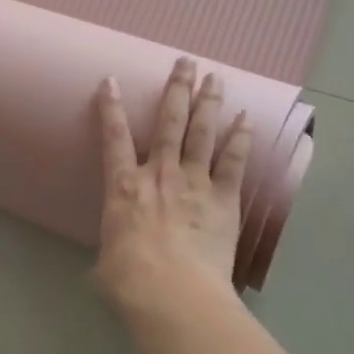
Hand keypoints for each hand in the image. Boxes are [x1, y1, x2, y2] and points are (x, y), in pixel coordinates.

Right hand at [93, 58, 253, 312]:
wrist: (173, 292)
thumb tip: (115, 259)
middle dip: (176, 89)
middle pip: (169, 122)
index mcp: (124, 187)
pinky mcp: (224, 199)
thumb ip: (115, 248)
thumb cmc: (130, 280)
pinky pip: (233, 162)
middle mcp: (159, 174)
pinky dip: (240, 139)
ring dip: (208, 102)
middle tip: (185, 61)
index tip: (112, 81)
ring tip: (215, 77)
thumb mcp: (107, 262)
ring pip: (202, 133)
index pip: (114, 137)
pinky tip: (246, 119)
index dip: (111, 107)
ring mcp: (195, 182)